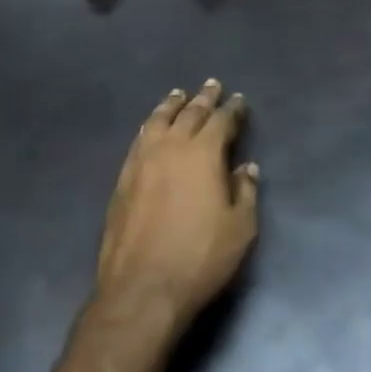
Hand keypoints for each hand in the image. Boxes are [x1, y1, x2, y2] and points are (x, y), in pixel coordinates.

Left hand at [94, 80, 258, 341]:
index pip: (221, 121)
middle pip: (190, 113)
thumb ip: (245, 192)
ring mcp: (143, 159)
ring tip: (179, 94)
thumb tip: (246, 167)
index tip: (239, 100)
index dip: (232, 110)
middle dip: (204, 98)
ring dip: (172, 104)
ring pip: (159, 120)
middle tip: (212, 85)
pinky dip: (150, 124)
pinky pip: (140, 137)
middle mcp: (171, 146)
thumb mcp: (239, 229)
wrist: (142, 286)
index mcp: (203, 153)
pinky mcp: (124, 176)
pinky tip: (152, 125)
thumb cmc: (200, 258)